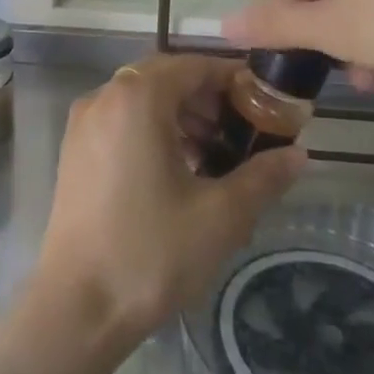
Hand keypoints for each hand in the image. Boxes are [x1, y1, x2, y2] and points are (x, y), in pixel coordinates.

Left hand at [30, 53, 305, 359]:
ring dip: (179, 115)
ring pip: (140, 99)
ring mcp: (83, 122)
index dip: (232, 79)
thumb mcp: (221, 215)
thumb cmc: (152, 252)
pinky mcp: (74, 149)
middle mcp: (104, 96)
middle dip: (207, 98)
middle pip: (165, 77)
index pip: (193, 65)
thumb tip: (299, 155)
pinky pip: (120, 119)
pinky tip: (176, 170)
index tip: (263, 103)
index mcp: (137, 98)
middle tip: (241, 132)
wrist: (77, 308)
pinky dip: (151, 129)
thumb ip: (263, 176)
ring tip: (213, 155)